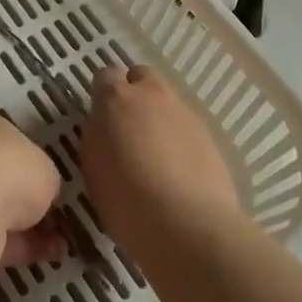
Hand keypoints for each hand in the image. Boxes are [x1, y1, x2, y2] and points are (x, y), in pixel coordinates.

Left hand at [0, 110, 65, 276]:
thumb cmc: (9, 167)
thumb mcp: (46, 166)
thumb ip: (46, 179)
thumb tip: (45, 196)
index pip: (4, 141)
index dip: (29, 162)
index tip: (49, 182)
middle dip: (26, 199)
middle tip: (56, 215)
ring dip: (28, 228)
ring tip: (62, 242)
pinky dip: (22, 248)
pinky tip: (51, 255)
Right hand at [82, 65, 241, 269]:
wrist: (187, 225)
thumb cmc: (127, 201)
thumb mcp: (94, 168)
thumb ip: (98, 137)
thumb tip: (106, 128)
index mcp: (115, 99)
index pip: (105, 76)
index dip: (103, 94)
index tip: (103, 118)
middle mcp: (150, 94)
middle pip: (141, 77)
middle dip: (135, 94)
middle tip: (129, 128)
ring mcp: (182, 111)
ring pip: (166, 101)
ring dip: (159, 117)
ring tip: (156, 155)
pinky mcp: (207, 133)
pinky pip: (186, 125)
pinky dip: (179, 138)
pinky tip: (179, 170)